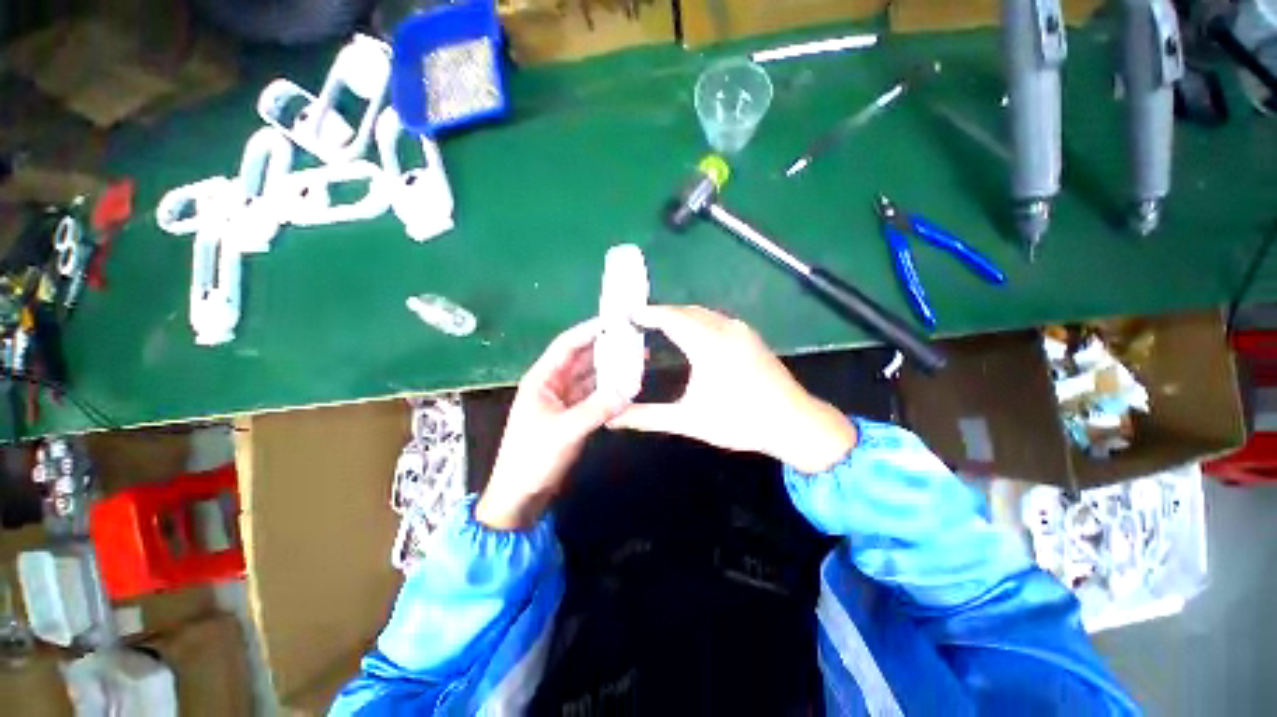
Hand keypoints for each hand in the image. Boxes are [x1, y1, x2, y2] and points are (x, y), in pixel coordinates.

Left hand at [476, 319, 628, 530]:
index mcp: (542, 379)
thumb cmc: (533, 458)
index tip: (615, 320)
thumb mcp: (565, 430)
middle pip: (582, 359)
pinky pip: (594, 396)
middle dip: (606, 348)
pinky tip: (627, 386)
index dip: (589, 330)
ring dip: (610, 369)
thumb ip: (598, 408)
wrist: (520, 496)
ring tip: (636, 359)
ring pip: (590, 377)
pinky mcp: (573, 416)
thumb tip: (630, 388)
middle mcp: (554, 384)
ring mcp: (564, 401)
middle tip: (633, 339)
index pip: (567, 345)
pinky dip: (609, 390)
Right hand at [608, 305, 855, 473]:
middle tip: (636, 324)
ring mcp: (741, 329)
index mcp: (708, 344)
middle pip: (684, 311)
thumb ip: (648, 417)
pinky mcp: (750, 335)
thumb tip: (614, 419)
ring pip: (701, 313)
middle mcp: (725, 328)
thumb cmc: (740, 422)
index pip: (670, 317)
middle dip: (659, 314)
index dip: (646, 313)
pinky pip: (715, 318)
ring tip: (656, 328)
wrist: (795, 423)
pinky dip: (695, 321)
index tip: (625, 316)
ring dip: (678, 316)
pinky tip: (688, 335)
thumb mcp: (689, 421)